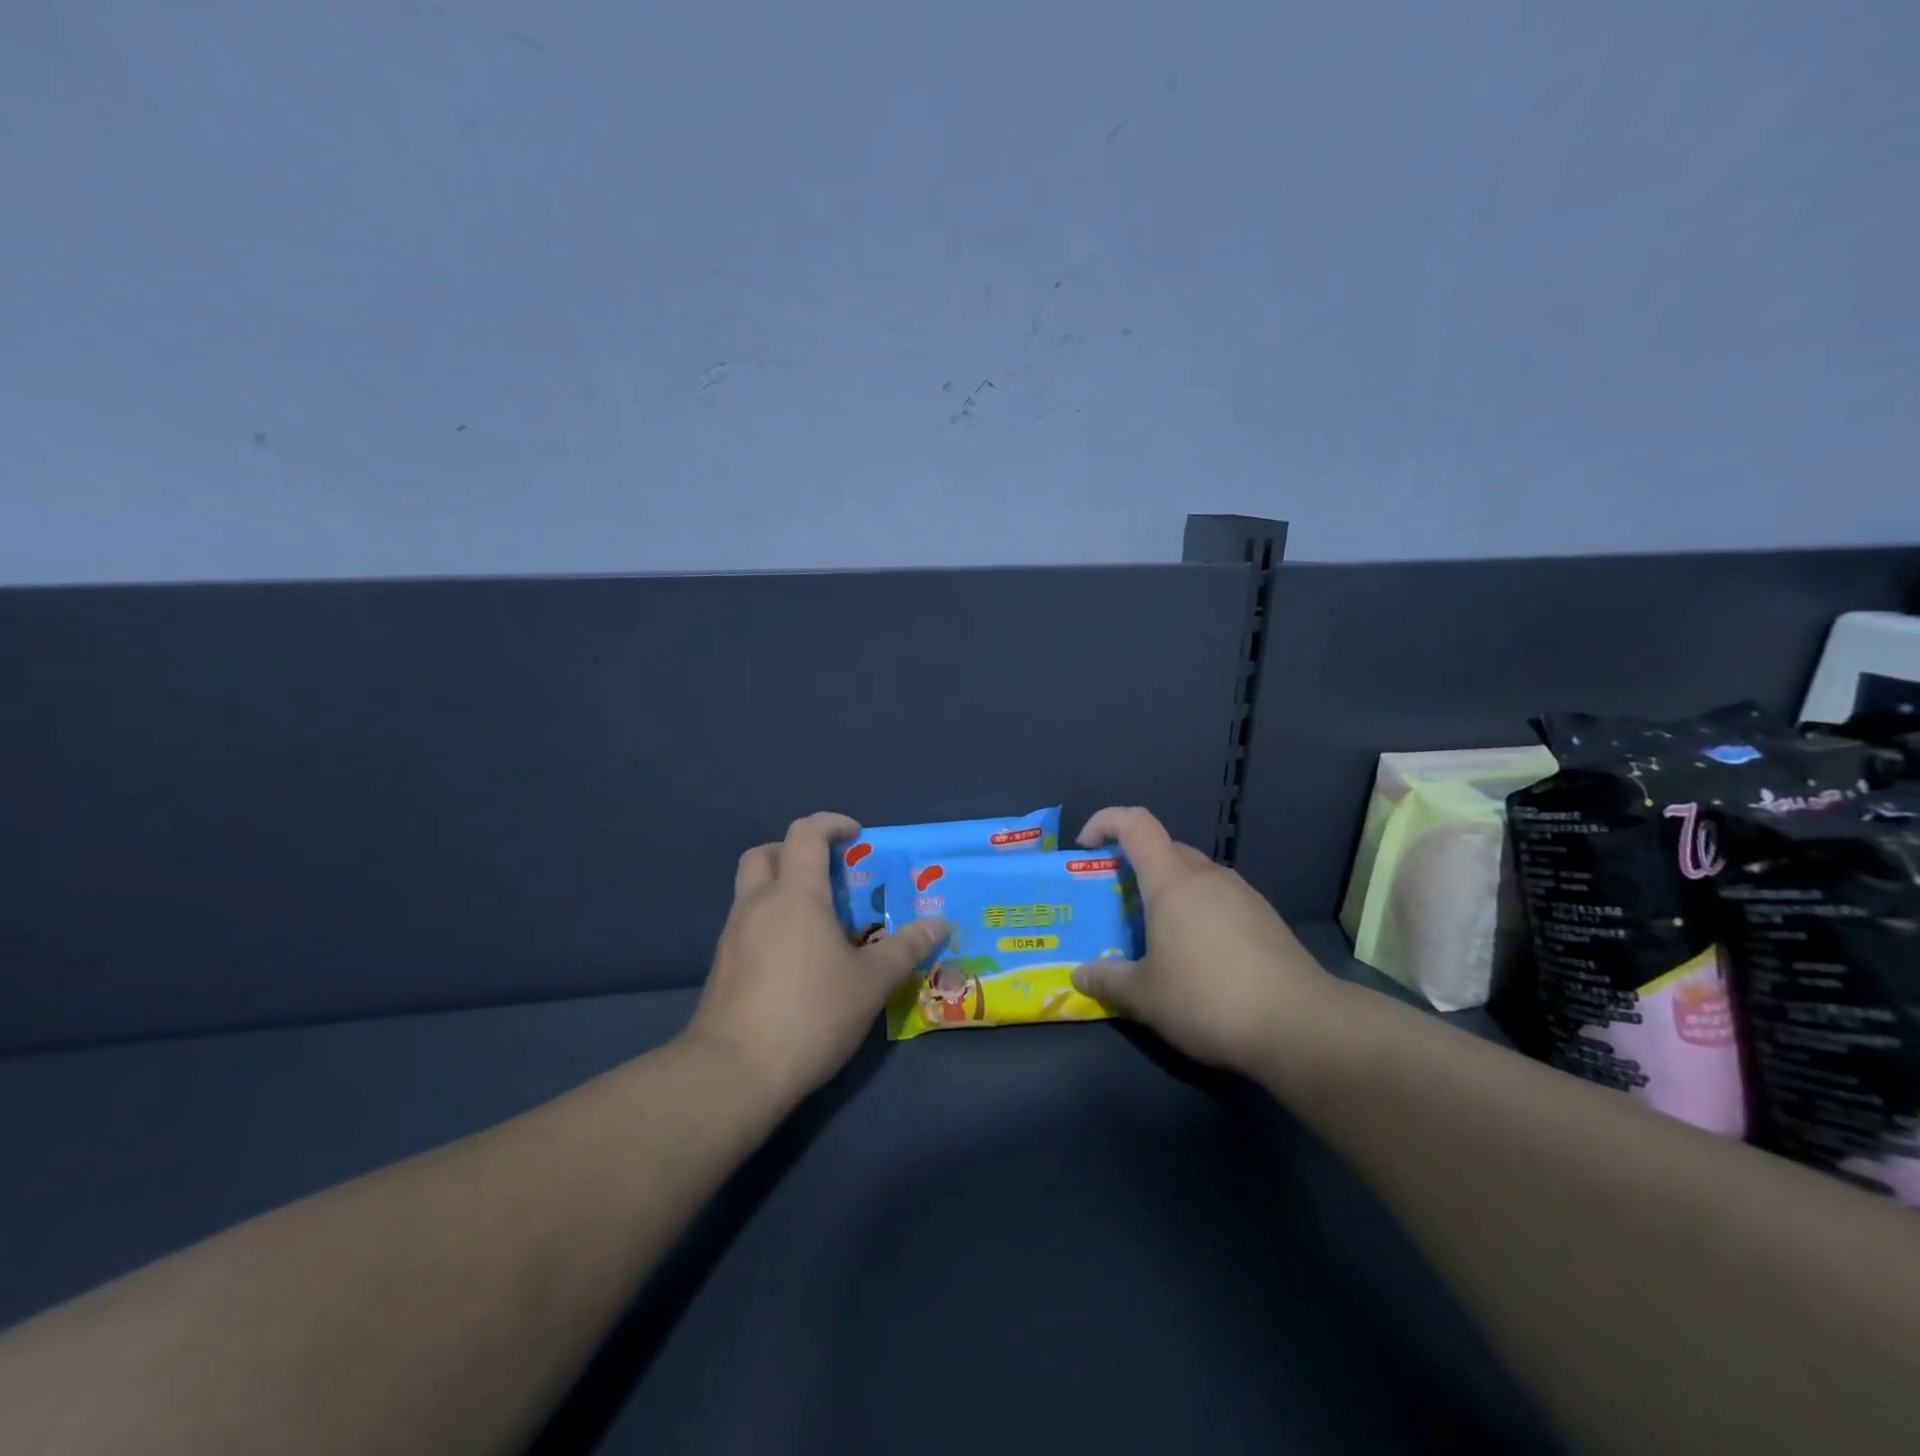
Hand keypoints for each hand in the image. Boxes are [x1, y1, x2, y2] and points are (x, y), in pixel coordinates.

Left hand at [683, 812, 948, 1104]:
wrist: (734, 1072)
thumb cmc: (811, 1013)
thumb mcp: (871, 982)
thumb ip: (906, 948)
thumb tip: (938, 925)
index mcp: (795, 894)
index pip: (805, 833)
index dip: (831, 823)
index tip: (856, 835)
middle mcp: (757, 904)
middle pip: (766, 853)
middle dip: (796, 851)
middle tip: (828, 874)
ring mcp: (733, 935)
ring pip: (752, 890)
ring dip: (782, 888)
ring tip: (818, 922)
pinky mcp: (721, 966)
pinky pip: (746, 924)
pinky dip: (770, 922)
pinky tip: (795, 959)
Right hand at [1069, 806, 1335, 1075]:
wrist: (1301, 1025)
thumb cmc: (1209, 999)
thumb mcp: (1145, 997)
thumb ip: (1107, 980)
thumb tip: (1079, 975)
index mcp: (1172, 881)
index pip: (1135, 824)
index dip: (1105, 822)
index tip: (1085, 847)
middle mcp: (1207, 876)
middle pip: (1165, 849)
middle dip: (1135, 866)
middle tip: (1118, 904)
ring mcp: (1243, 894)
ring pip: (1194, 875)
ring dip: (1169, 892)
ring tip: (1157, 935)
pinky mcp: (1265, 918)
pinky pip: (1219, 898)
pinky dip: (1198, 911)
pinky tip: (1199, 955)